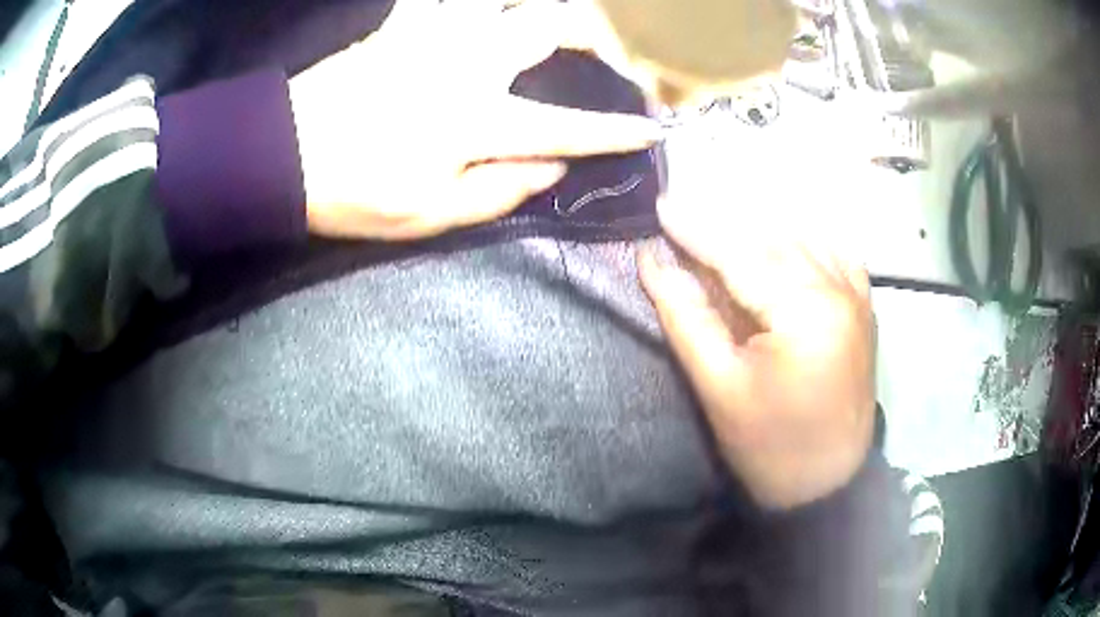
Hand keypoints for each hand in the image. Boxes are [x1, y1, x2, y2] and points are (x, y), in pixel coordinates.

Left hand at [289, 0, 660, 240]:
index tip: (651, 129)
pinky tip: (482, 4)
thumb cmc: (354, 193)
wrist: (282, 156)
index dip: (614, 131)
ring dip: (539, 2)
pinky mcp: (401, 23)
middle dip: (594, 33)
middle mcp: (468, 63)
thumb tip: (554, 169)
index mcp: (478, 121)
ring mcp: (434, 34)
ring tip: (557, 15)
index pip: (567, 127)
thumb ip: (500, 191)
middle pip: (550, 26)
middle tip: (611, 45)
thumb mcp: (430, 215)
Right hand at [639, 204, 876, 509]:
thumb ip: (686, 316)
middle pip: (773, 239)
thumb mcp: (718, 387)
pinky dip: (800, 243)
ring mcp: (858, 295)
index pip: (742, 254)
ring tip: (721, 237)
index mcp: (806, 312)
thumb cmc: (768, 446)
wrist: (826, 483)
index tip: (661, 205)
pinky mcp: (865, 306)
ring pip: (803, 239)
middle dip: (724, 227)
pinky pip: (832, 253)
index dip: (697, 230)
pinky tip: (778, 249)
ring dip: (759, 233)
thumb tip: (653, 262)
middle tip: (682, 220)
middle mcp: (840, 289)